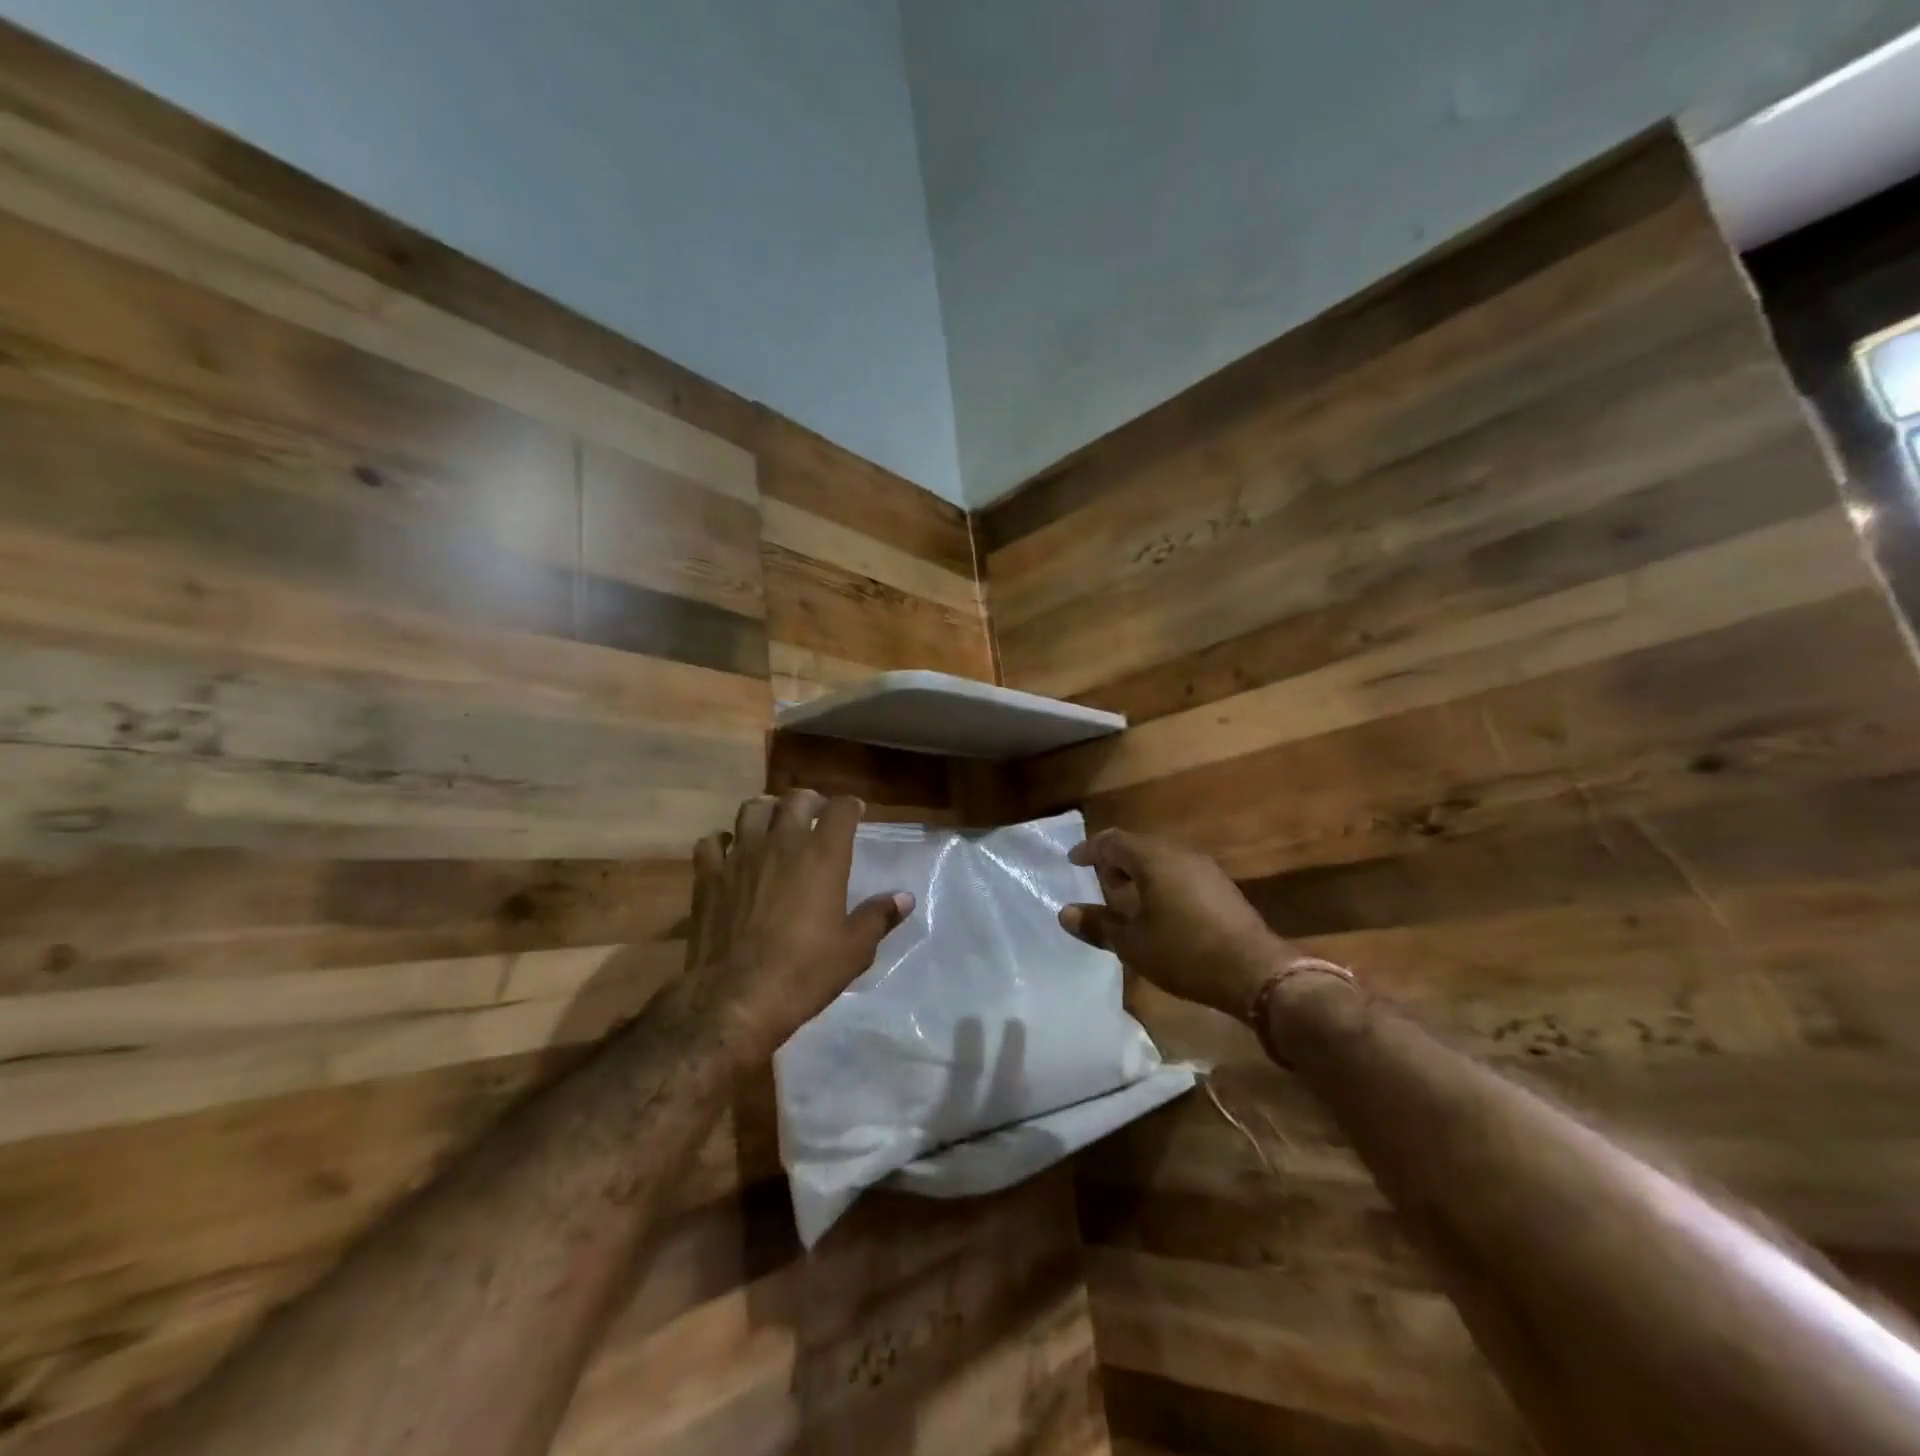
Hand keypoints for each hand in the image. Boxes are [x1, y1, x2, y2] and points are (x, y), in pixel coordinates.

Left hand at [686, 789, 913, 1062]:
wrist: (735, 999)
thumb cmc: (804, 973)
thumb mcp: (854, 950)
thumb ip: (879, 916)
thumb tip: (904, 897)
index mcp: (823, 856)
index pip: (841, 810)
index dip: (850, 807)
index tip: (855, 812)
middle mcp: (782, 843)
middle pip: (796, 800)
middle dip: (810, 801)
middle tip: (816, 814)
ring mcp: (741, 856)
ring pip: (752, 810)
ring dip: (768, 810)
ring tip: (774, 824)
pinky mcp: (709, 876)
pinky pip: (713, 841)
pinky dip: (724, 841)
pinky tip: (731, 853)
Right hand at [1060, 827, 1293, 1018]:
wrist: (1255, 972)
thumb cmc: (1184, 953)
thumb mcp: (1133, 944)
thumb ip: (1098, 925)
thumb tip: (1065, 913)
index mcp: (1154, 860)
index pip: (1114, 841)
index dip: (1090, 849)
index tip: (1074, 861)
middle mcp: (1180, 855)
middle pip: (1139, 846)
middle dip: (1115, 860)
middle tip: (1099, 880)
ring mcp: (1206, 870)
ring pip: (1162, 859)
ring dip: (1140, 872)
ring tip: (1126, 896)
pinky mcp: (1222, 888)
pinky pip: (1180, 873)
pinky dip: (1161, 882)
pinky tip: (1160, 909)